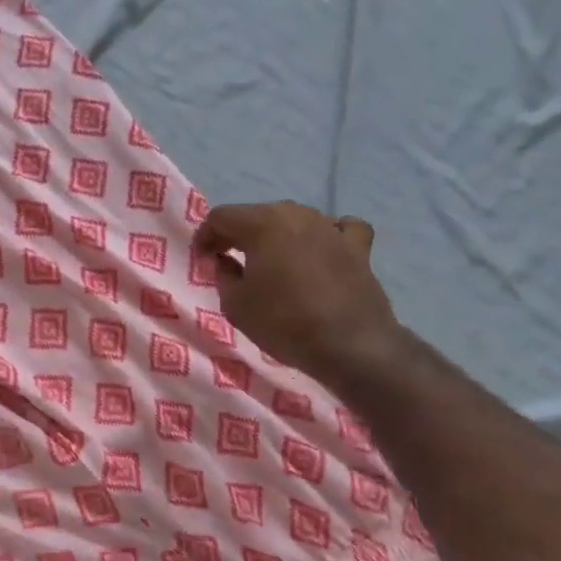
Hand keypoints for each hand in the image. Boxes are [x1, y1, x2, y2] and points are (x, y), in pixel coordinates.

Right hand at [194, 201, 400, 382]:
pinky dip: (326, 235)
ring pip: (294, 219)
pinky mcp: (358, 247)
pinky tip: (322, 249)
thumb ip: (223, 274)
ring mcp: (331, 227)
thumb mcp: (235, 304)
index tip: (201, 258)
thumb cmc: (284, 323)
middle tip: (229, 258)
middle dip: (239, 234)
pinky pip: (339, 229)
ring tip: (272, 260)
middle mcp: (297, 214)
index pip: (221, 217)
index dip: (206, 236)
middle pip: (257, 215)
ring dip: (278, 235)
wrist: (351, 345)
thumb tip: (224, 261)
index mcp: (262, 223)